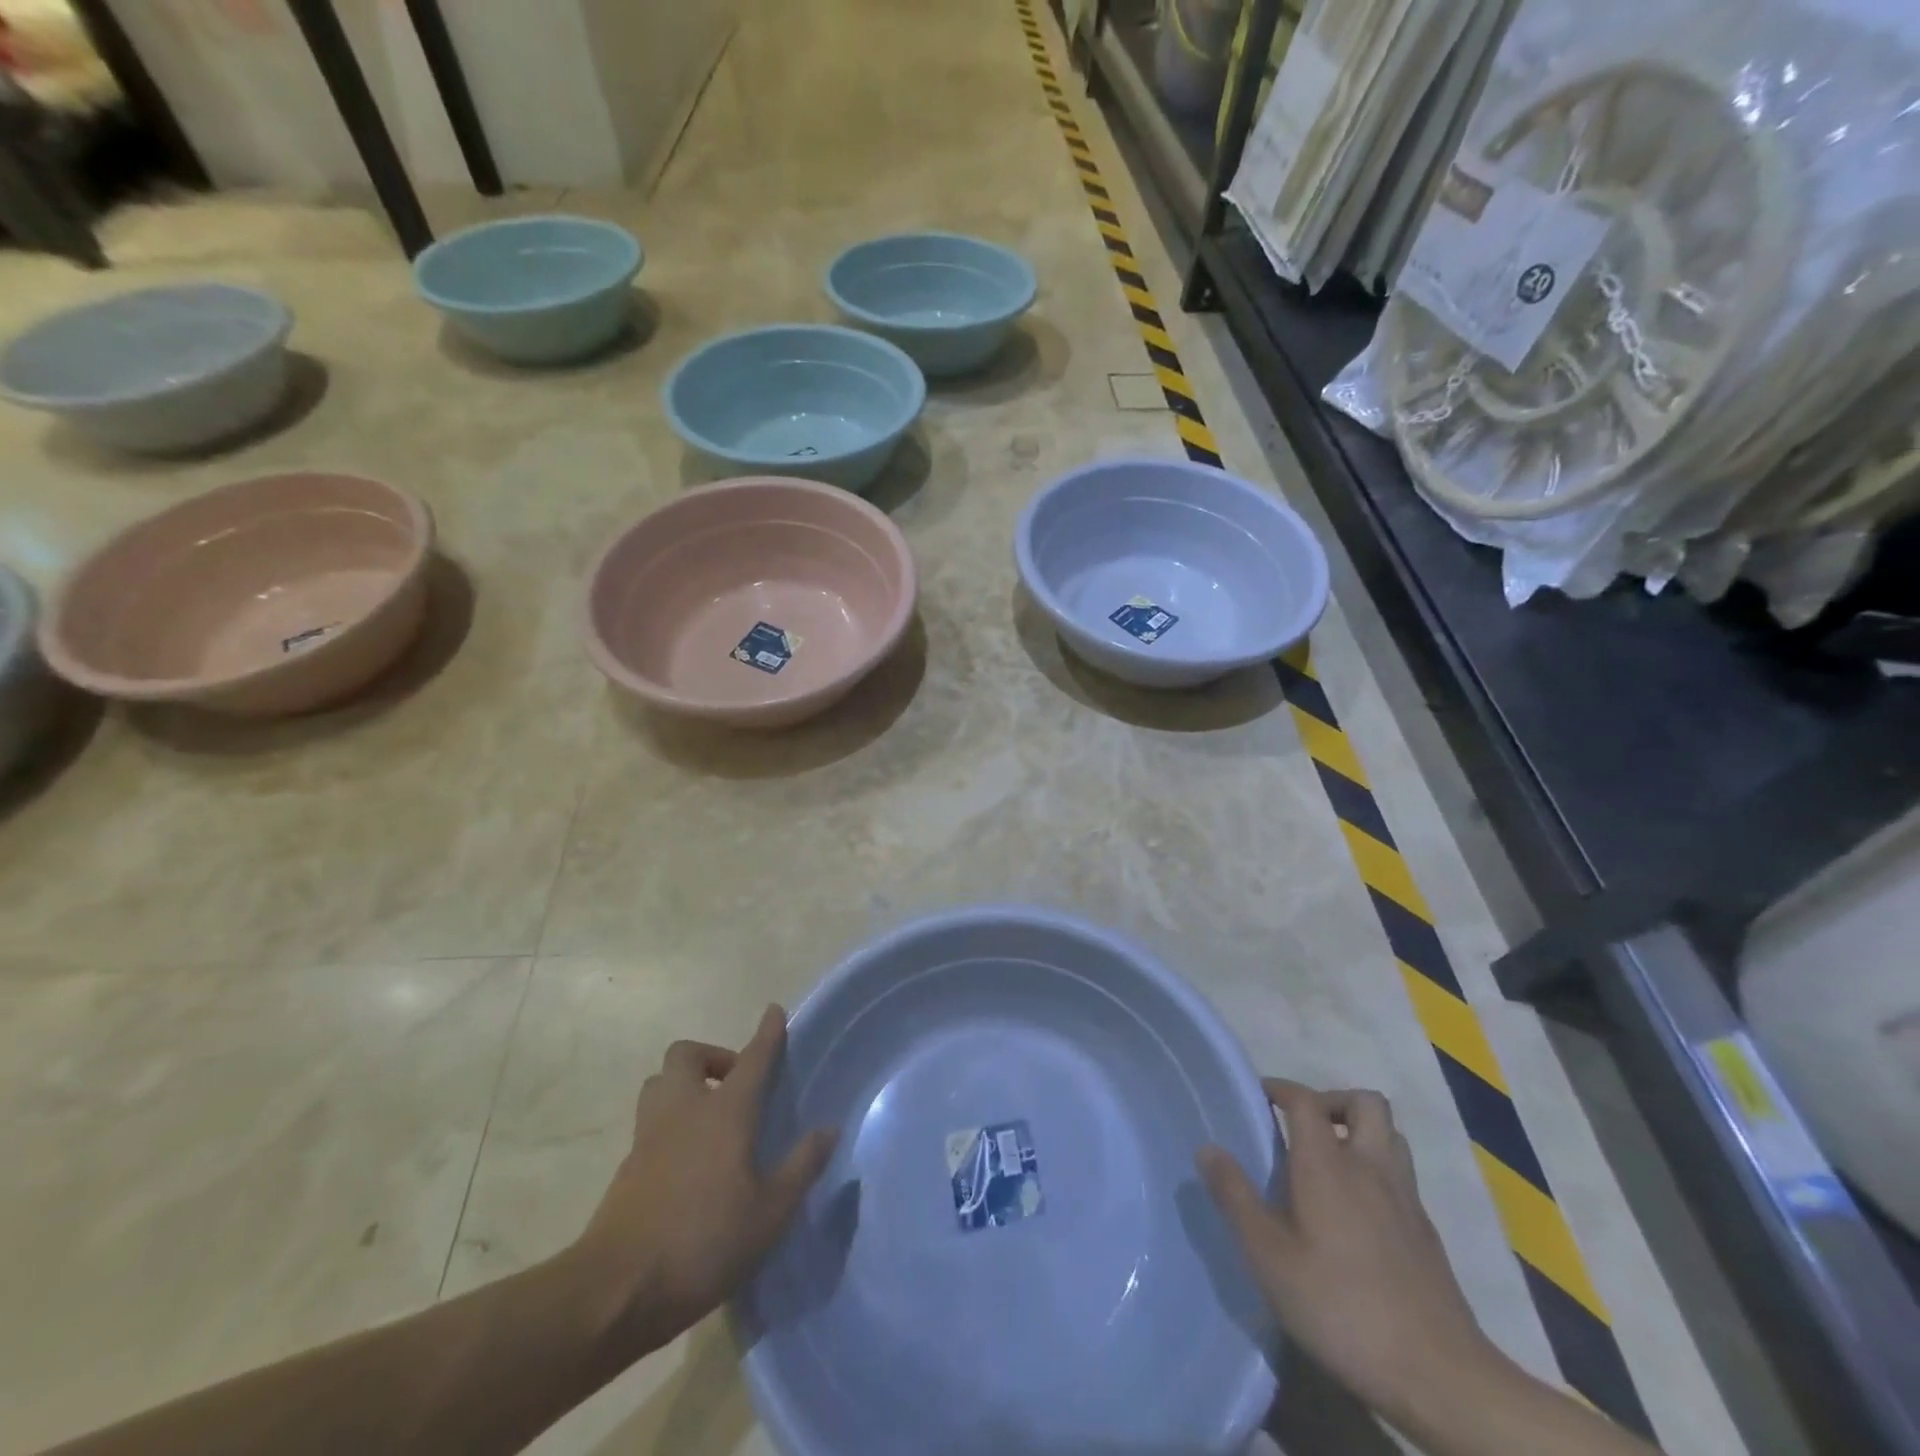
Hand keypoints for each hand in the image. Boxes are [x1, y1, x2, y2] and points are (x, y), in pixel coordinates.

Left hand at [569, 1006, 837, 1360]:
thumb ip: (801, 1166)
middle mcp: (684, 1109)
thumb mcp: (771, 1213)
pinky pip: (649, 1121)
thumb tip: (829, 1129)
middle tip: (734, 1083)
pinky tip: (687, 1159)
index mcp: (725, 1112)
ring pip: (660, 1083)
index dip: (767, 1033)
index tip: (774, 1010)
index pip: (752, 1058)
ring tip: (708, 1116)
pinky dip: (669, 1123)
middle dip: (711, 1056)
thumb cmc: (705, 1242)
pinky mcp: (627, 1165)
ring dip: (683, 1085)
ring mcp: (649, 1135)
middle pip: (686, 1055)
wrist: (616, 1290)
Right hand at [1197, 1079, 1496, 1426]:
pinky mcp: (1427, 1234)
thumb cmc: (1341, 1307)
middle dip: (1332, 1101)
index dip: (1280, 1088)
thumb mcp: (1269, 1257)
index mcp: (1329, 1164)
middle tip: (1303, 1127)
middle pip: (1364, 1102)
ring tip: (1330, 1162)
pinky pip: (1401, 1177)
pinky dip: (1378, 1172)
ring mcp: (1406, 1199)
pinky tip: (1357, 1213)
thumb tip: (1208, 1148)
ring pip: (1390, 1136)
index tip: (1258, 1096)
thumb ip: (1236, 1197)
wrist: (1440, 1376)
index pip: (1306, 1100)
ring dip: (1360, 1132)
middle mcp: (1371, 1167)